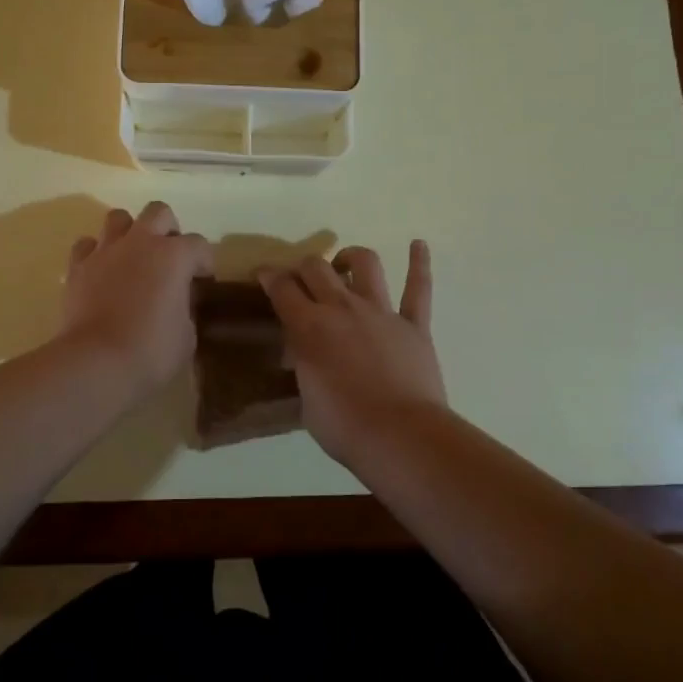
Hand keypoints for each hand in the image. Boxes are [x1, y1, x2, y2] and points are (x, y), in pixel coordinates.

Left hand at [61, 202, 212, 395]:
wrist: (96, 362)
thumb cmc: (152, 351)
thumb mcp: (186, 335)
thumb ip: (184, 308)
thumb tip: (176, 303)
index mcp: (175, 256)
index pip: (199, 245)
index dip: (204, 262)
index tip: (203, 281)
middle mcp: (141, 242)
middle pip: (158, 212)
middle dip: (168, 230)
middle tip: (169, 258)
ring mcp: (106, 250)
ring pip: (118, 217)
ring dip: (129, 232)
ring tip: (133, 257)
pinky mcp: (77, 266)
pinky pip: (87, 245)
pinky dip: (95, 253)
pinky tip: (101, 271)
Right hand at [260, 241, 445, 461]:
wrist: (400, 437)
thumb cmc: (345, 427)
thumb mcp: (306, 399)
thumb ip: (305, 367)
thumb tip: (305, 355)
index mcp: (309, 327)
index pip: (282, 288)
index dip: (269, 276)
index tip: (264, 273)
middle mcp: (342, 308)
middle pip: (318, 268)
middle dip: (304, 267)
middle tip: (301, 279)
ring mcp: (381, 312)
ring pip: (366, 264)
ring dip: (351, 258)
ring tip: (345, 265)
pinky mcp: (414, 324)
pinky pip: (418, 288)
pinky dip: (419, 263)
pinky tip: (418, 244)